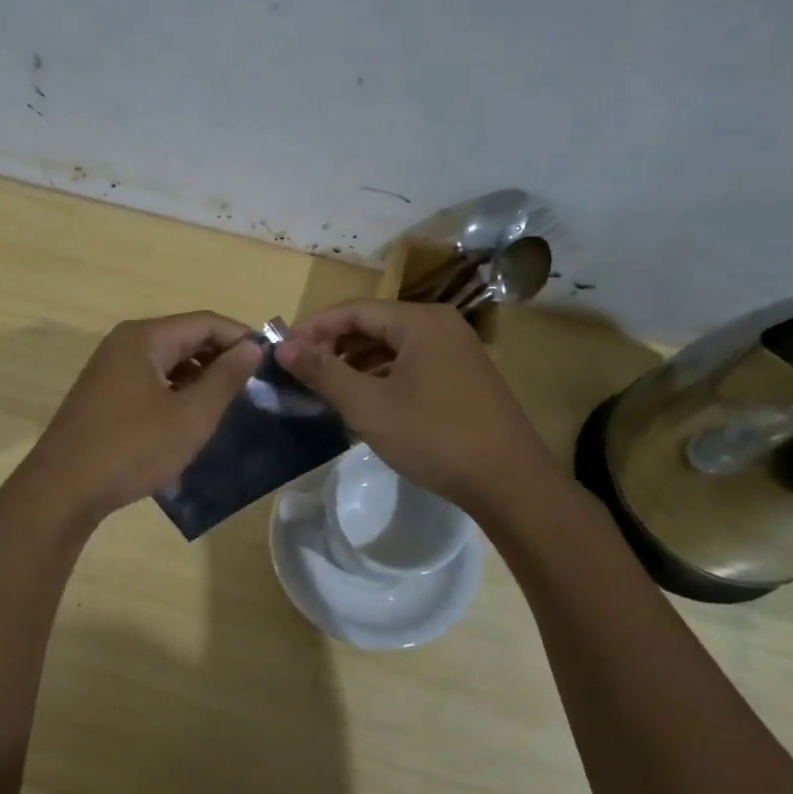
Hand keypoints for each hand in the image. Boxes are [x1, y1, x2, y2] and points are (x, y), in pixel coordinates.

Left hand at [11, 312, 262, 527]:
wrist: (62, 490)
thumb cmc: (132, 448)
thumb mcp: (190, 415)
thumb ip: (225, 378)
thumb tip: (251, 346)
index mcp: (144, 338)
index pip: (205, 322)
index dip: (240, 337)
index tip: (270, 362)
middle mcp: (124, 343)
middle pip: (184, 337)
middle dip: (220, 357)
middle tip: (252, 386)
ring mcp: (109, 369)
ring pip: (166, 361)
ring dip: (198, 376)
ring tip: (226, 404)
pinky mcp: (102, 394)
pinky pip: (149, 380)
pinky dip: (175, 391)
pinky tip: (188, 418)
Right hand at [275, 299, 561, 515]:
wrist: (510, 483)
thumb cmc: (435, 438)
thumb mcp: (369, 406)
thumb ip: (324, 371)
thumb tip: (283, 346)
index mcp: (421, 321)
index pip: (354, 310)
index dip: (313, 327)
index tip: (281, 351)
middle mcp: (441, 326)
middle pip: (374, 324)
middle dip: (333, 345)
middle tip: (299, 371)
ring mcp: (457, 351)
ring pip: (392, 347)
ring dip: (356, 362)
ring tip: (324, 387)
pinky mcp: (463, 378)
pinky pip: (411, 364)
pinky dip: (382, 376)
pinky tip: (363, 400)